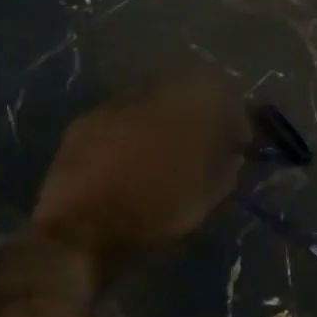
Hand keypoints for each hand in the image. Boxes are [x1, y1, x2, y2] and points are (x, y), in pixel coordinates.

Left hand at [32, 74, 247, 263]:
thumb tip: (233, 157)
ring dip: (163, 120)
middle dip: (198, 113)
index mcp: (186, 104)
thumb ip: (225, 170)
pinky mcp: (83, 122)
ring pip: (149, 102)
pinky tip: (130, 157)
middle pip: (184, 89)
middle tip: (203, 143)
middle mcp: (149, 93)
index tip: (237, 140)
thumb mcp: (204, 198)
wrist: (79, 226)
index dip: (234, 114)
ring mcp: (113, 105)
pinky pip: (120, 117)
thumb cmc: (152, 210)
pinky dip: (132, 131)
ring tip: (164, 151)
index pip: (221, 89)